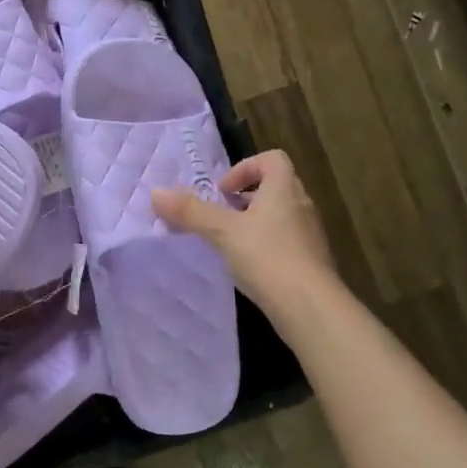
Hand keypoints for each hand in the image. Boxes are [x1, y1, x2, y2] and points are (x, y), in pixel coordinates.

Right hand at [153, 150, 336, 306]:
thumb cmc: (268, 257)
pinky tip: (248, 266)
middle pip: (275, 186)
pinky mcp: (310, 262)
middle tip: (221, 215)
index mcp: (284, 189)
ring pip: (279, 216)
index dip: (245, 167)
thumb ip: (190, 211)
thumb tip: (155, 193)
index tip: (222, 192)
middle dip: (245, 197)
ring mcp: (309, 235)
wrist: (311, 308)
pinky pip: (285, 241)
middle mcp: (301, 206)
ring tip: (229, 242)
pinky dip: (265, 246)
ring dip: (254, 222)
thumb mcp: (222, 231)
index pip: (272, 159)